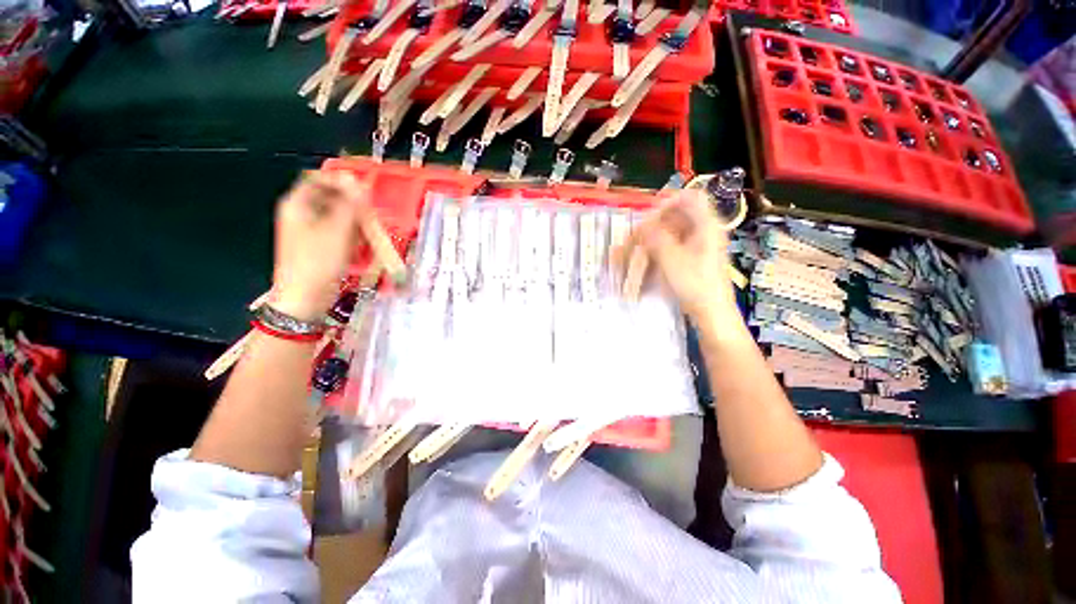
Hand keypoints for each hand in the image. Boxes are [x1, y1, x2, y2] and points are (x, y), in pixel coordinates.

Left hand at [271, 170, 368, 320]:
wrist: (306, 298)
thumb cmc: (318, 262)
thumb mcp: (337, 231)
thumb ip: (349, 205)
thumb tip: (359, 182)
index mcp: (297, 204)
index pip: (319, 179)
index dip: (342, 181)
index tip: (364, 191)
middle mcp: (302, 213)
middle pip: (332, 197)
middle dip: (354, 206)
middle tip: (370, 217)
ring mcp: (312, 229)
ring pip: (339, 215)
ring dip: (356, 222)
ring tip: (367, 235)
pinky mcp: (322, 244)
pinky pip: (341, 231)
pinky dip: (353, 235)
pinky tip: (360, 245)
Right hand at [620, 190, 737, 323]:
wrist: (711, 311)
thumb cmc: (695, 284)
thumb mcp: (672, 259)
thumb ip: (655, 238)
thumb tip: (641, 224)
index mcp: (706, 225)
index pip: (690, 197)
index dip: (668, 201)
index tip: (648, 215)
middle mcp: (703, 230)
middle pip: (676, 215)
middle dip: (653, 224)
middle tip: (635, 237)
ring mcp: (697, 245)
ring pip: (671, 231)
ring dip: (651, 238)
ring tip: (634, 250)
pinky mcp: (690, 257)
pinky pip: (671, 245)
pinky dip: (656, 249)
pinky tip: (644, 259)